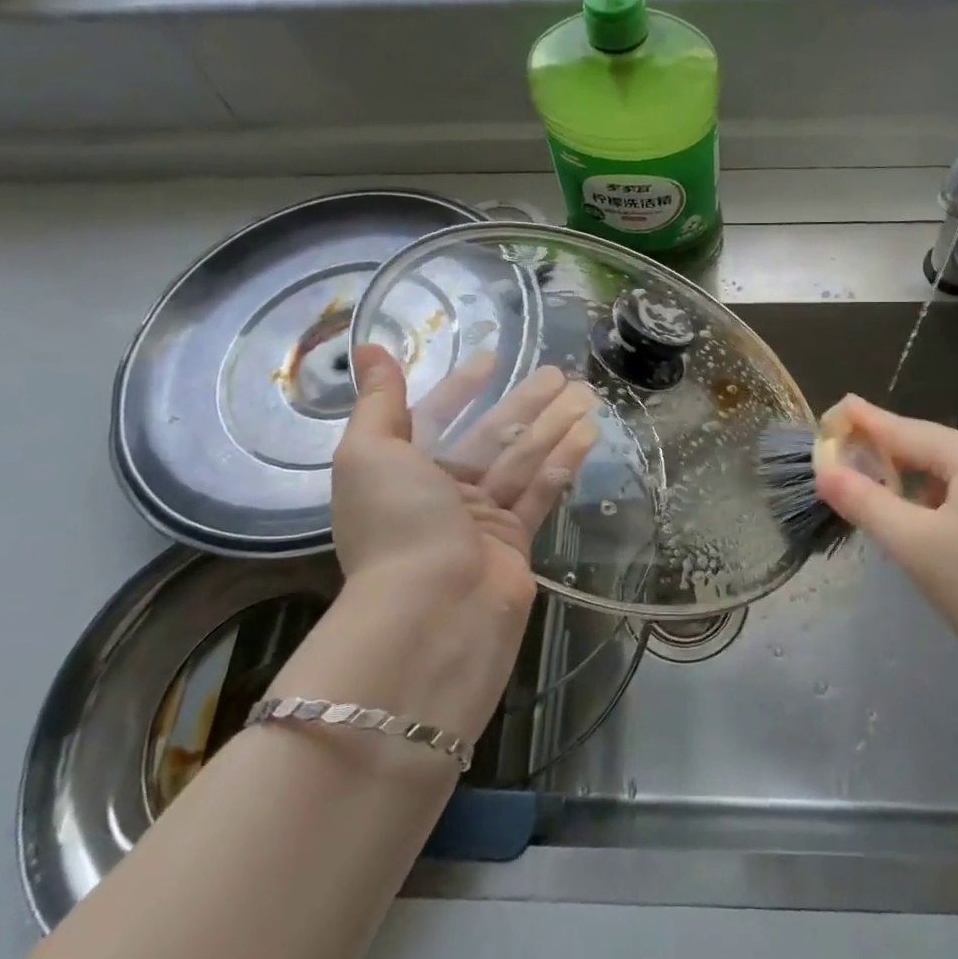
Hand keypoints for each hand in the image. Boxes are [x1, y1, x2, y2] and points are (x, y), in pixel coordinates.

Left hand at [292, 345, 598, 739]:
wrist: (432, 613)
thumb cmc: (397, 523)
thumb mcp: (371, 452)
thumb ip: (378, 400)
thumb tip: (368, 346)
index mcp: (403, 471)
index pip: (436, 417)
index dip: (461, 388)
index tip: (491, 360)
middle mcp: (441, 494)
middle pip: (490, 436)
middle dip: (523, 403)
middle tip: (559, 373)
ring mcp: (481, 520)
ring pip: (522, 460)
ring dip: (553, 425)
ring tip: (586, 393)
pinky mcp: (516, 542)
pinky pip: (541, 492)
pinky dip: (563, 462)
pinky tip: (589, 433)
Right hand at [812, 396, 957, 676]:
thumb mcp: (914, 544)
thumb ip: (865, 501)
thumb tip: (824, 469)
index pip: (902, 428)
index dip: (862, 421)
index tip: (830, 410)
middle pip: (923, 445)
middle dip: (880, 450)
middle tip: (836, 455)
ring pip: (942, 471)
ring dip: (903, 476)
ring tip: (865, 485)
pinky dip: (928, 497)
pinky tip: (912, 517)